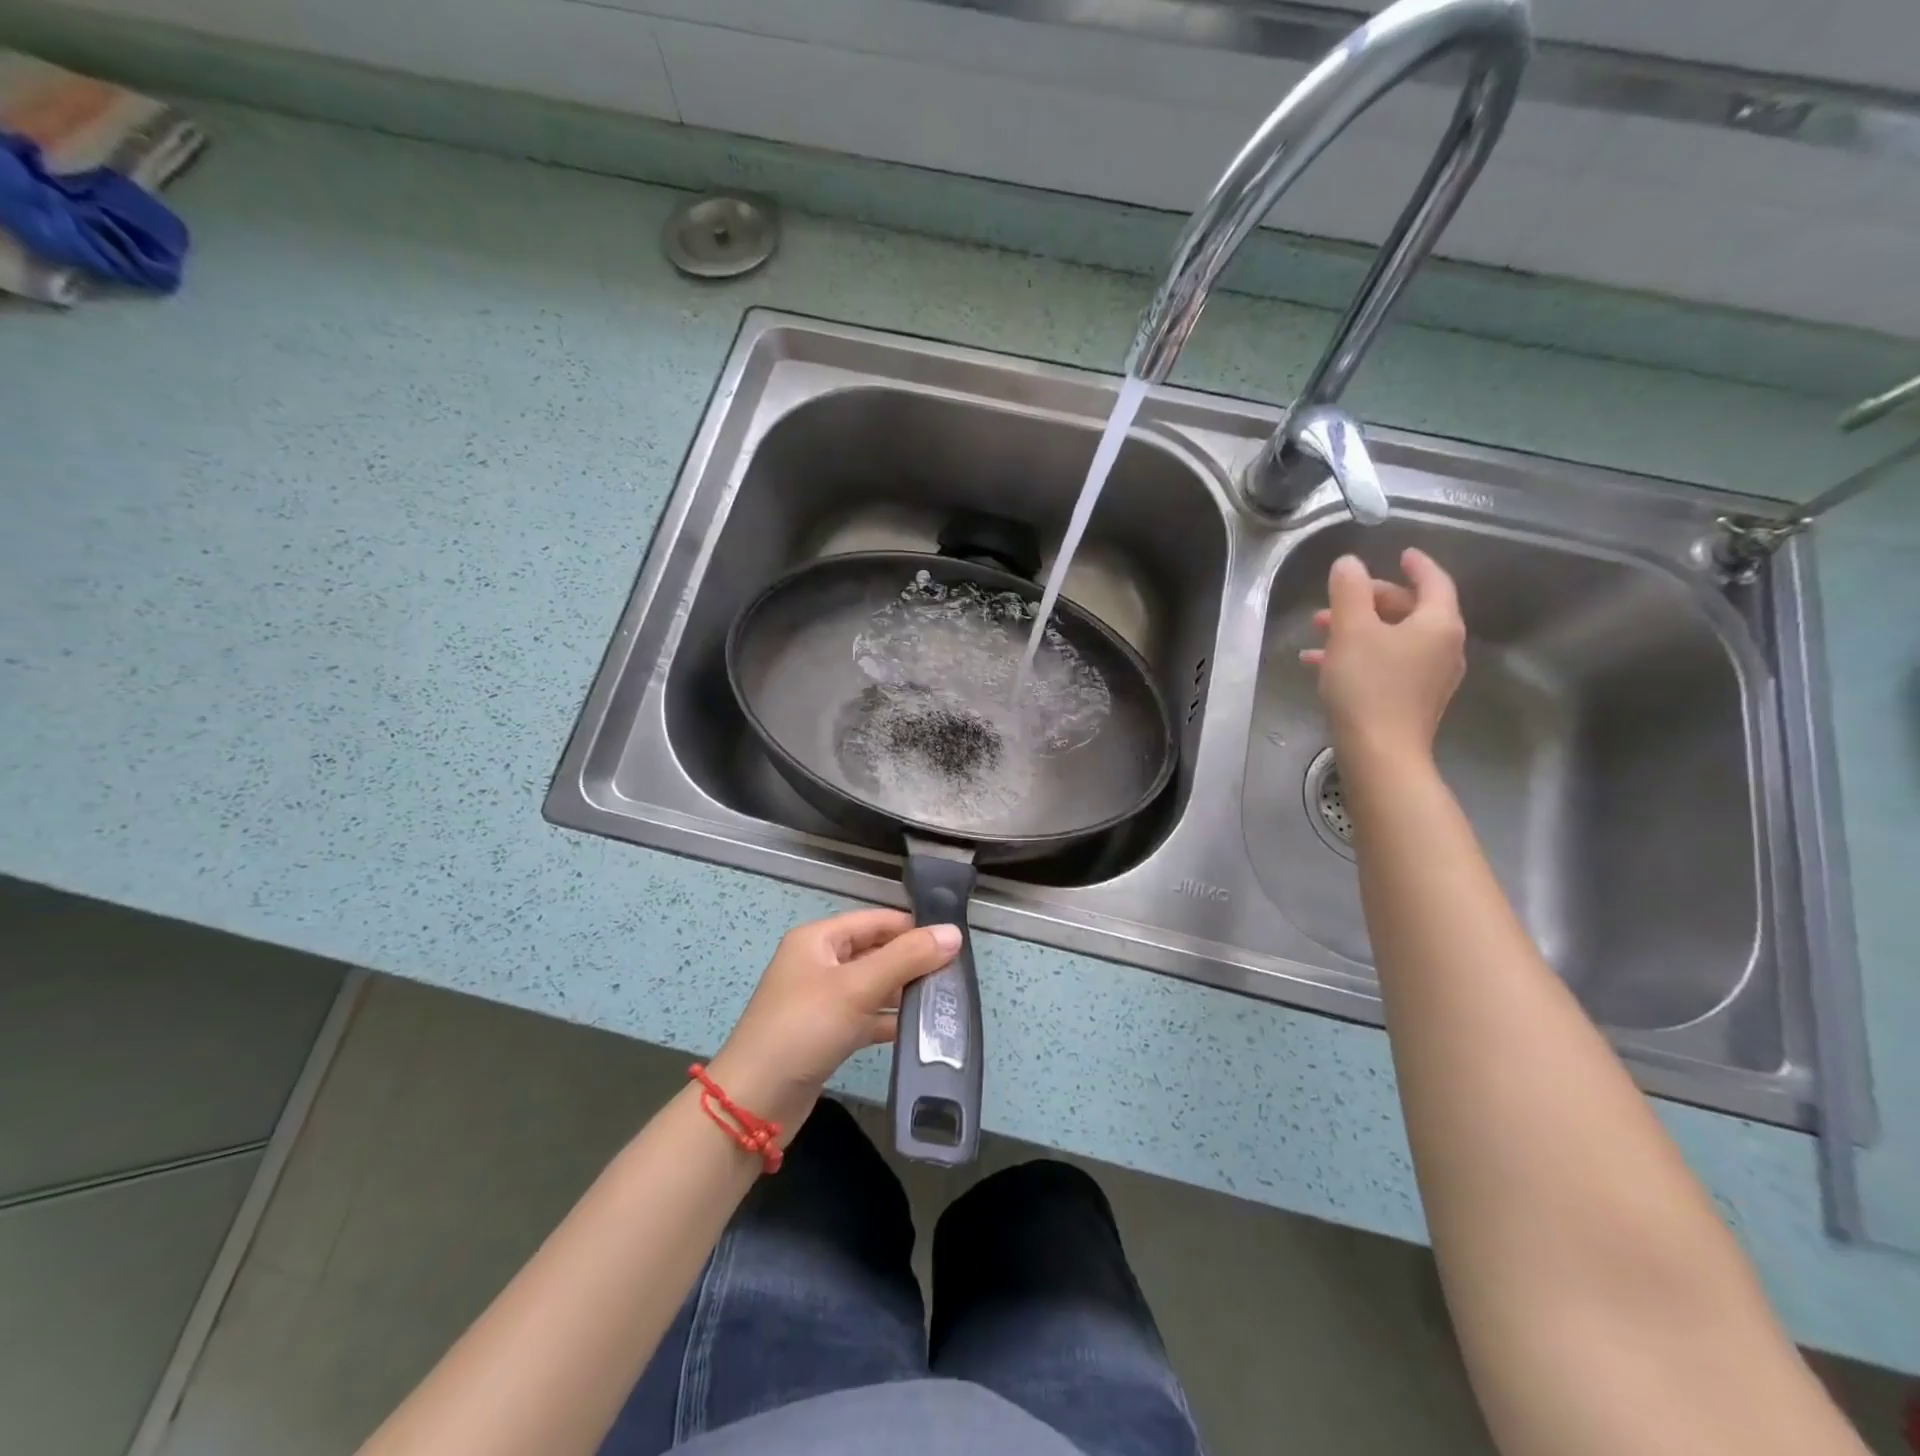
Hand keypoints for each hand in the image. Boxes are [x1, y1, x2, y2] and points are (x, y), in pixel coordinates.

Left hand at [706, 910, 961, 1139]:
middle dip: (913, 961)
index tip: (954, 943)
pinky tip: (920, 1031)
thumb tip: (954, 932)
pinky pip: (867, 1017)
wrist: (754, 1102)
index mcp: (819, 939)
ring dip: (905, 992)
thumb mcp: (858, 987)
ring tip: (946, 1002)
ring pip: (874, 986)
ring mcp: (822, 1000)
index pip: (876, 921)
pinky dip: (890, 1021)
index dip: (913, 928)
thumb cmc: (804, 1029)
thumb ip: (907, 958)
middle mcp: (819, 963)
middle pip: (876, 951)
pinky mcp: (827, 1034)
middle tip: (956, 975)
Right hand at [1300, 547, 1465, 765]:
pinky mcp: (1414, 701)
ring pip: (1394, 639)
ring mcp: (1431, 677)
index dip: (1417, 565)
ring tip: (1319, 632)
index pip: (1433, 582)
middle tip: (1336, 599)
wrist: (1380, 754)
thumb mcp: (1351, 631)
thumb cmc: (1368, 686)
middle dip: (1370, 602)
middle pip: (1410, 611)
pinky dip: (1361, 656)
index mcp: (1438, 624)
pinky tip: (1322, 664)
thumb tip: (1349, 564)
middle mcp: (1444, 647)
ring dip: (1358, 630)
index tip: (1402, 553)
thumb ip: (1349, 591)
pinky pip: (1389, 664)